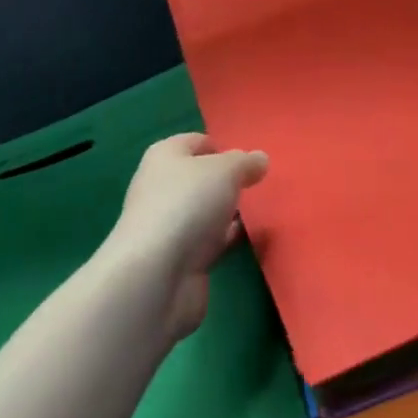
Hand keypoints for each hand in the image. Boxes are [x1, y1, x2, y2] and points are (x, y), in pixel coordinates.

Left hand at [107, 133, 268, 342]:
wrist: (157, 276)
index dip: (222, 147)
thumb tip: (259, 160)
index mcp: (165, 156)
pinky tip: (249, 239)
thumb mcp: (226, 170)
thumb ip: (246, 162)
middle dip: (227, 182)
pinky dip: (226, 239)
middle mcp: (162, 187)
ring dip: (227, 212)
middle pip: (200, 178)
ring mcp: (168, 226)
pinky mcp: (178, 260)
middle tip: (257, 185)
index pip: (196, 142)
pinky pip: (208, 242)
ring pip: (205, 211)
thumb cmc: (188, 203)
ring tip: (261, 211)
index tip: (248, 160)